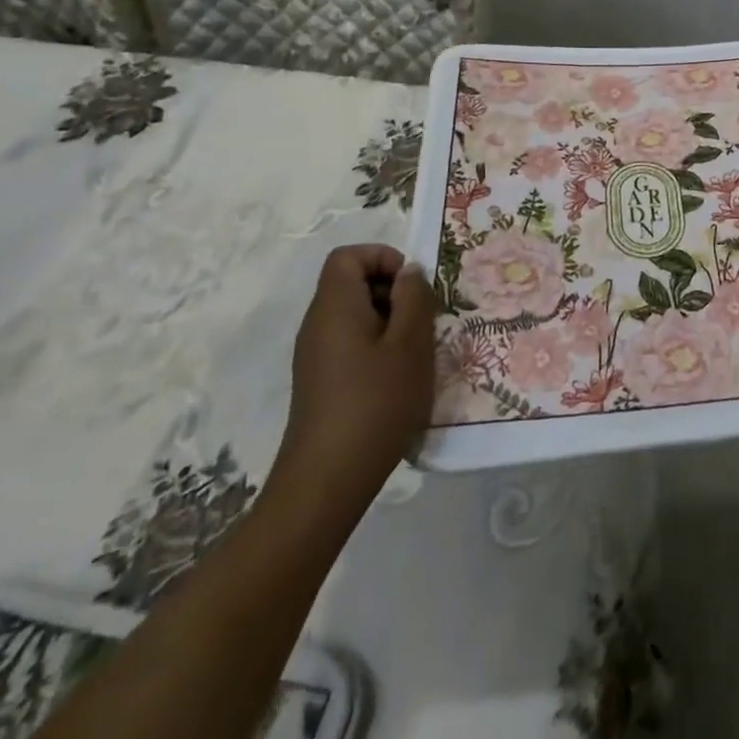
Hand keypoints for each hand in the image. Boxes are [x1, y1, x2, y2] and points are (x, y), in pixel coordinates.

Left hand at [269, 244, 436, 533]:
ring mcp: (316, 355)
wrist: (326, 482)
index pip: (349, 256)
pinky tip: (398, 379)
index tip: (412, 287)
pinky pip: (351, 343)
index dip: (383, 258)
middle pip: (352, 283)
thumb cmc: (375, 403)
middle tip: (423, 321)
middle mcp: (318, 324)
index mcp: (335, 307)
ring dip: (390, 322)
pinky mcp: (321, 382)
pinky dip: (377, 348)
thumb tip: (409, 272)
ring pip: (356, 315)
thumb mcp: (410, 344)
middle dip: (393, 291)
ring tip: (416, 352)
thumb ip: (414, 298)